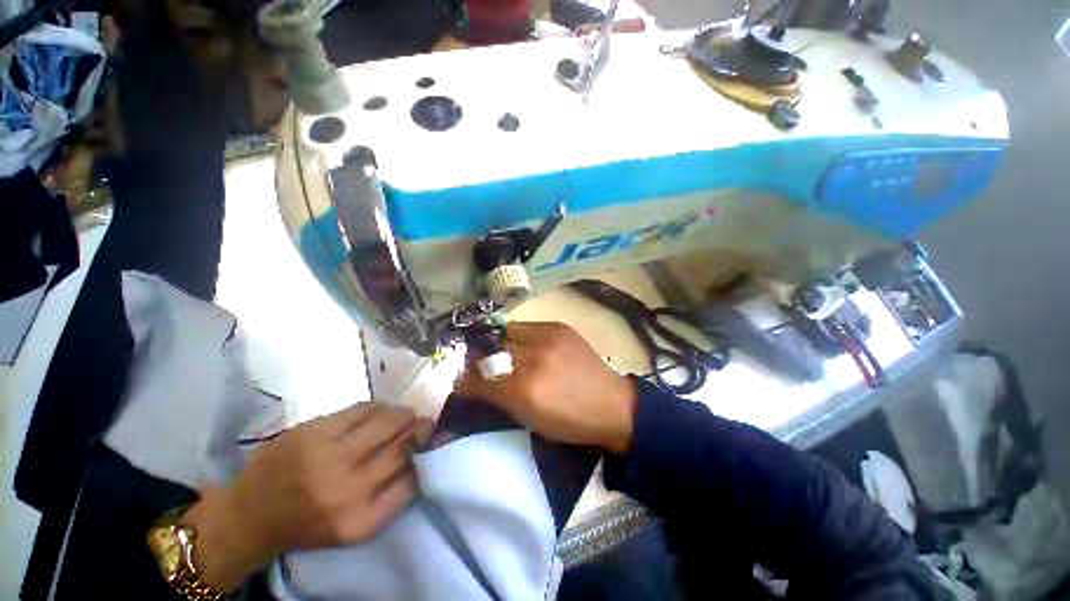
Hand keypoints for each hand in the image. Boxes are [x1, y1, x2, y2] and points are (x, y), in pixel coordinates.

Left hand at [182, 403, 432, 591]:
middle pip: (405, 445)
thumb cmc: (309, 523)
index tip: (429, 448)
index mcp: (360, 521)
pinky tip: (377, 413)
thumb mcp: (354, 526)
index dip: (427, 458)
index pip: (414, 479)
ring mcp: (328, 456)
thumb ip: (391, 496)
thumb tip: (425, 455)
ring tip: (401, 418)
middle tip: (421, 426)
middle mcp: (347, 489)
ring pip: (391, 419)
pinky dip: (379, 408)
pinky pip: (364, 408)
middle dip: (421, 430)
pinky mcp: (313, 431)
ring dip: (403, 415)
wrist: (249, 515)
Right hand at [454, 322, 636, 453]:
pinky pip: (527, 326)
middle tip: (477, 364)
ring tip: (498, 352)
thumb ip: (496, 397)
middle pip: (493, 349)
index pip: (483, 377)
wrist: (612, 404)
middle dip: (481, 356)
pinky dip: (517, 335)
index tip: (462, 380)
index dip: (468, 377)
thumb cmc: (569, 420)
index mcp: (527, 389)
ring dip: (498, 343)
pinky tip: (521, 344)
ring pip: (509, 332)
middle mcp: (536, 356)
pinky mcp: (561, 327)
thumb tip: (465, 381)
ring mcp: (550, 336)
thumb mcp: (529, 418)